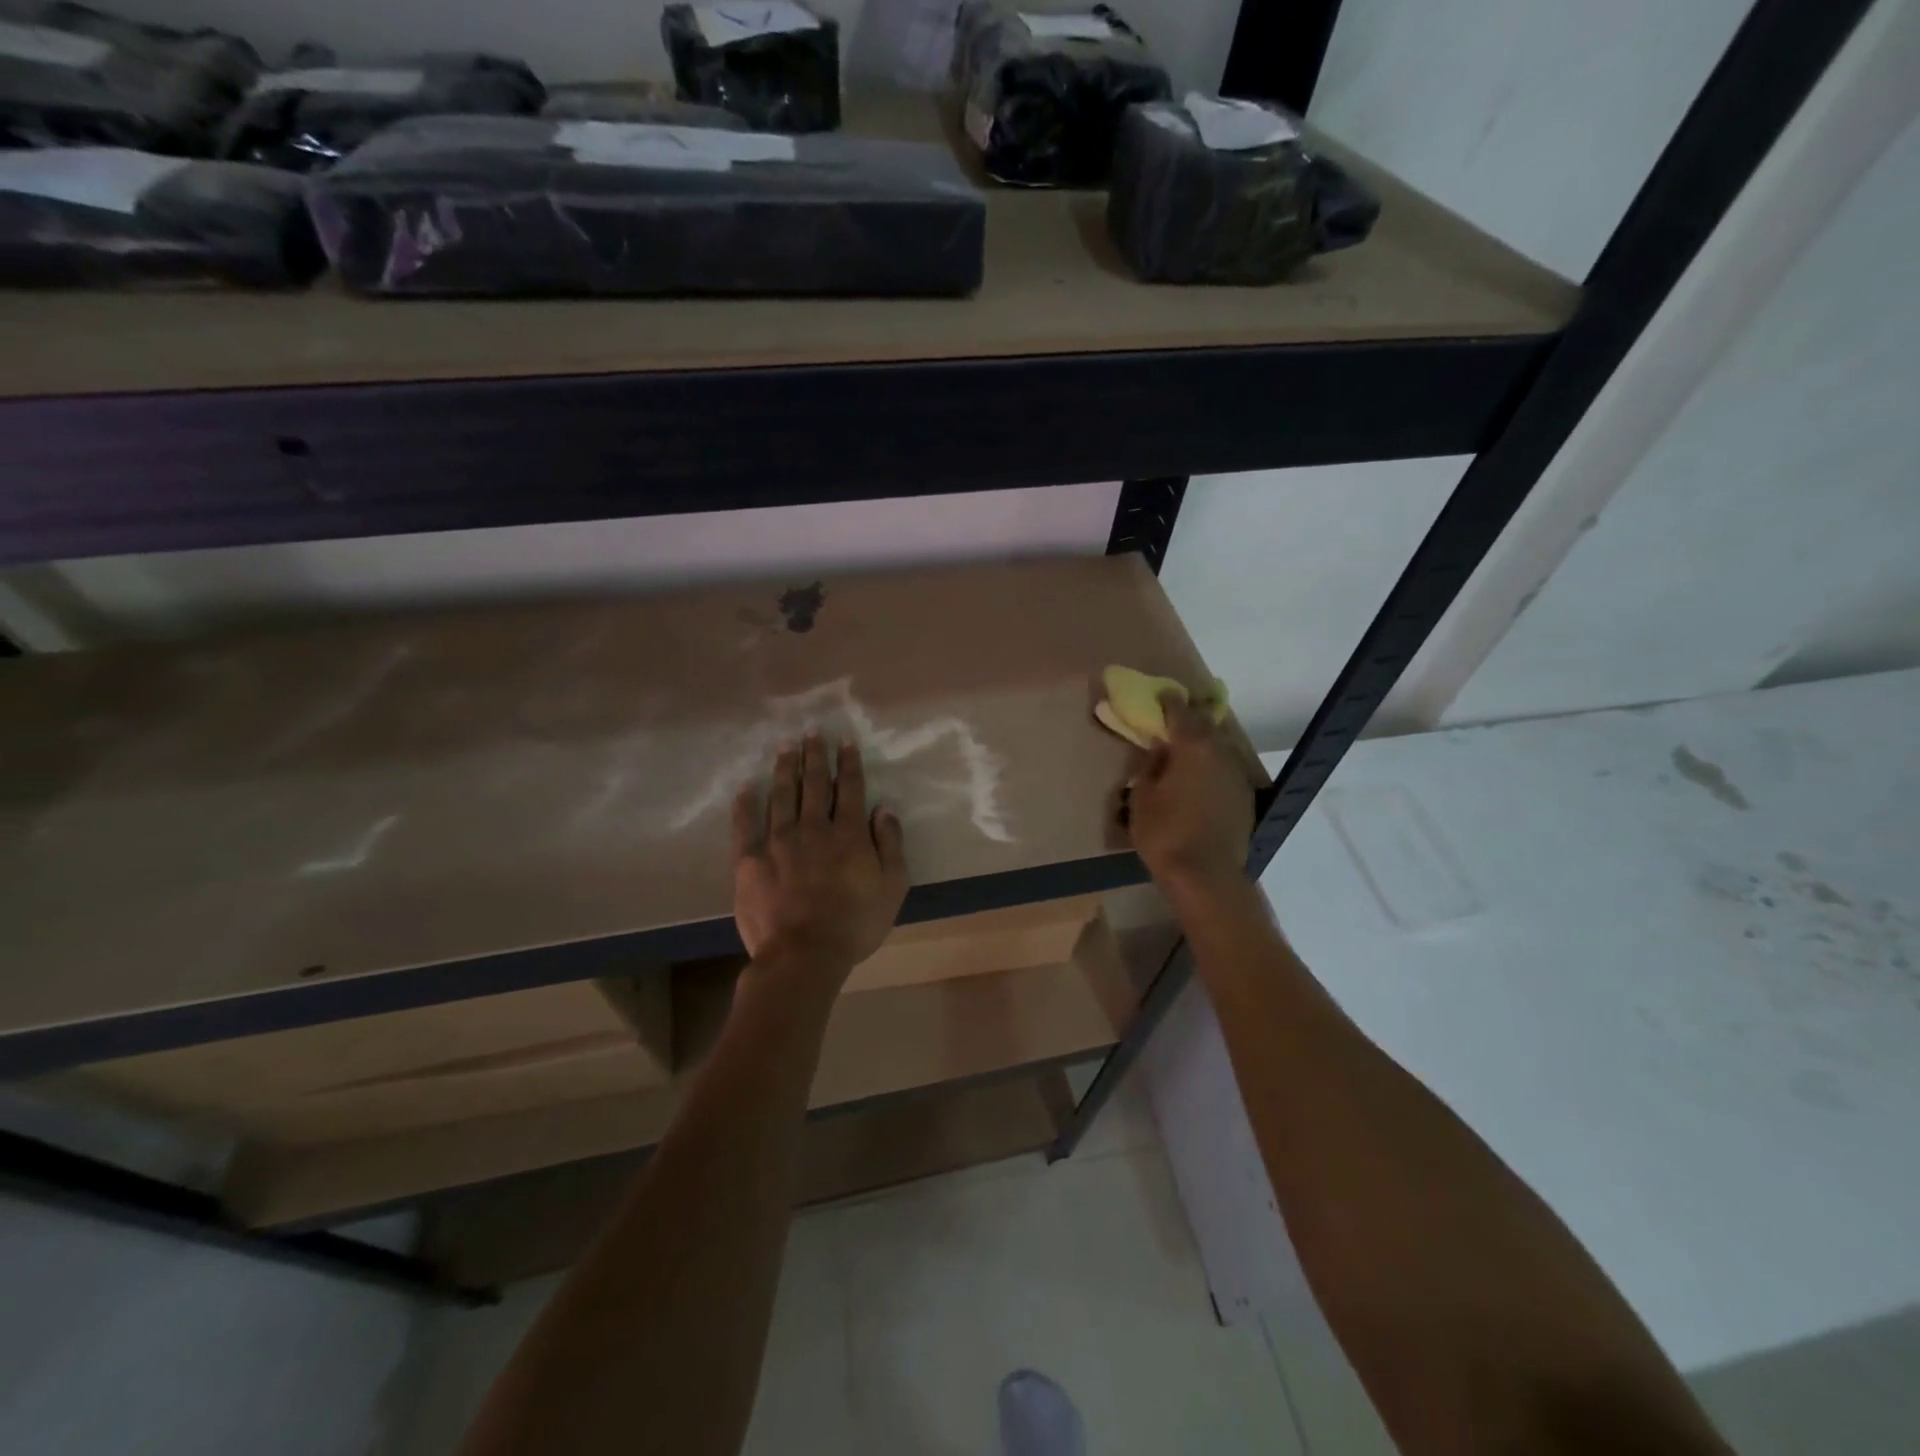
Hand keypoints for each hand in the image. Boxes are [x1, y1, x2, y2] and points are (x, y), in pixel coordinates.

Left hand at [731, 733, 908, 988]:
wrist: (804, 955)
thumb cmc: (854, 924)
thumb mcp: (892, 887)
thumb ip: (889, 844)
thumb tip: (883, 808)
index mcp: (848, 833)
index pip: (849, 788)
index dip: (848, 762)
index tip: (845, 741)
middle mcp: (813, 827)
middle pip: (814, 783)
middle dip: (815, 755)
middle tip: (812, 731)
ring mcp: (778, 841)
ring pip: (782, 795)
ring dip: (785, 768)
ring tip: (785, 745)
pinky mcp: (749, 859)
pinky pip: (745, 824)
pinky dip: (745, 803)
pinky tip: (746, 786)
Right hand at [1127, 693, 1255, 890]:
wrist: (1205, 874)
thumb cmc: (1164, 832)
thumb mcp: (1143, 796)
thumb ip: (1152, 766)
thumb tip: (1161, 749)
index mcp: (1192, 747)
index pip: (1181, 713)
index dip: (1170, 702)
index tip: (1162, 694)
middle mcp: (1220, 753)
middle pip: (1206, 725)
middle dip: (1191, 717)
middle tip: (1176, 716)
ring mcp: (1236, 775)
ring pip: (1220, 747)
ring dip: (1204, 742)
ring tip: (1188, 746)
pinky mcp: (1244, 797)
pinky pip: (1226, 769)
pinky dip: (1213, 765)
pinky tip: (1202, 776)